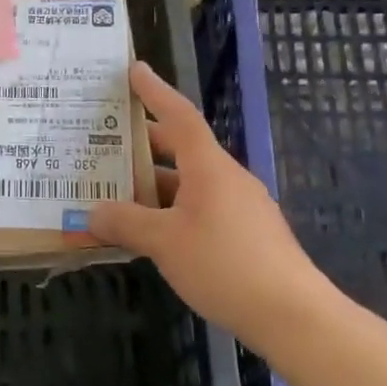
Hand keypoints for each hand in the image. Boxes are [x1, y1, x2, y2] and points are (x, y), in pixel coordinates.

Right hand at [88, 62, 329, 334]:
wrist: (293, 316)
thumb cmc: (224, 265)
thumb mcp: (164, 243)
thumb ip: (125, 223)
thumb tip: (93, 213)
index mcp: (209, 167)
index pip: (179, 116)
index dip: (155, 91)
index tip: (135, 69)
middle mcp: (227, 178)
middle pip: (182, 149)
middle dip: (145, 144)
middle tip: (107, 141)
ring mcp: (241, 207)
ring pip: (189, 184)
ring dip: (155, 184)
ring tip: (118, 193)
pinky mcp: (247, 235)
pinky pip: (201, 208)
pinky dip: (172, 210)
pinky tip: (152, 233)